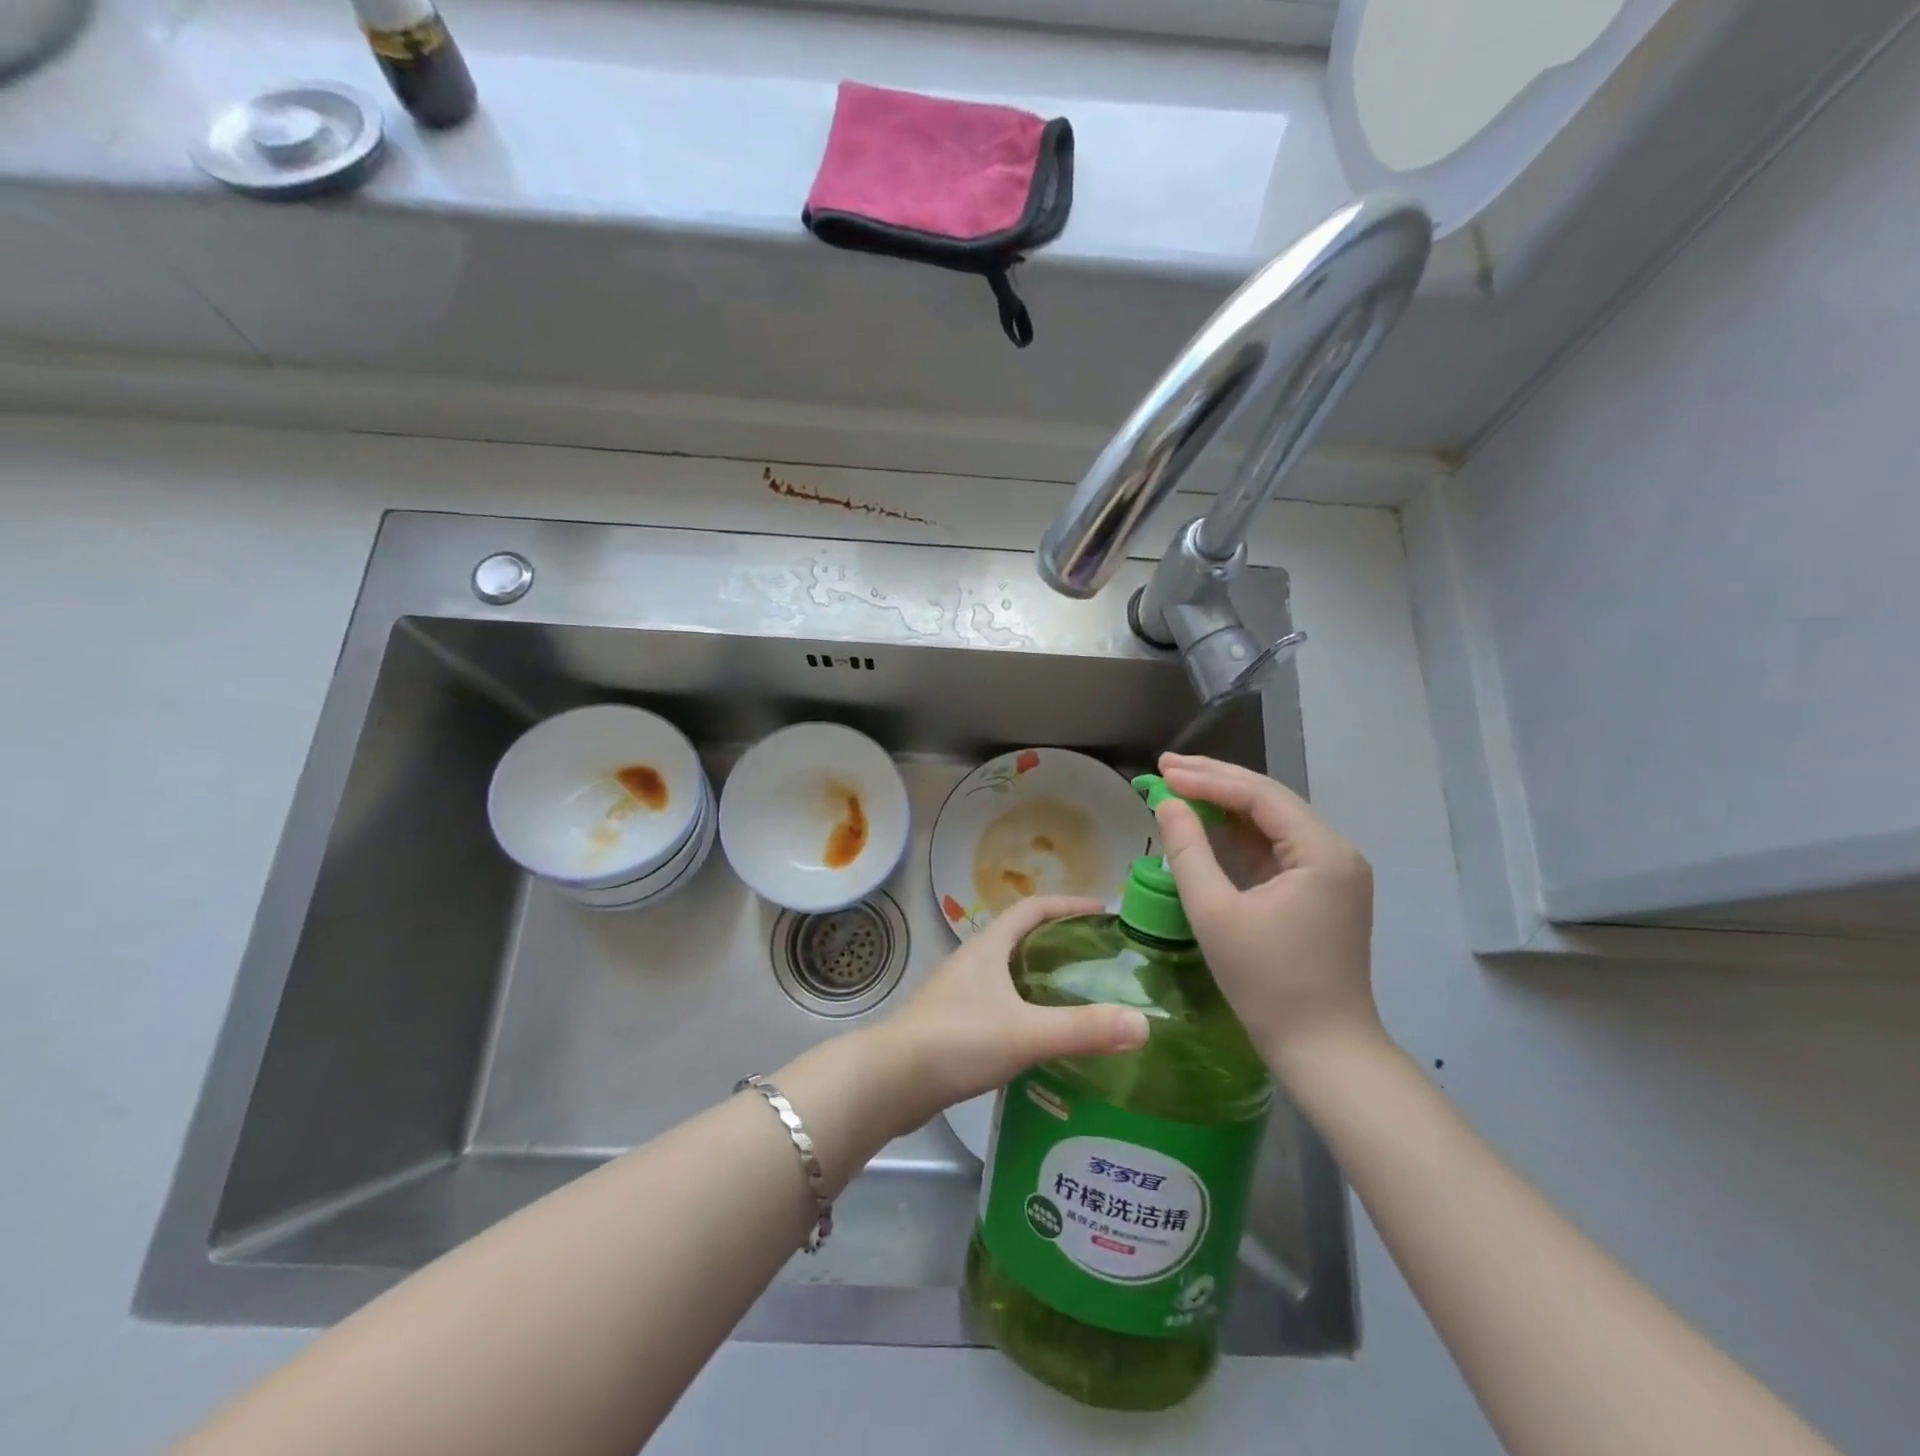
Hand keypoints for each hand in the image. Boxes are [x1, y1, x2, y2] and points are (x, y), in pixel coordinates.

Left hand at [879, 895, 1149, 1127]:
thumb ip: (1082, 1029)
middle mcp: (972, 962)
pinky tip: (1042, 1038)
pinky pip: (999, 1004)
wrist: (889, 1083)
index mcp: (988, 947)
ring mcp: (958, 994)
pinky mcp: (952, 1025)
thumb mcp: (1025, 1033)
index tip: (1103, 911)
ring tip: (1080, 997)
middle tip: (1100, 959)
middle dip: (1060, 941)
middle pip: (1021, 938)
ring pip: (1009, 973)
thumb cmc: (956, 1042)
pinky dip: (1025, 1009)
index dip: (1067, 904)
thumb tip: (1143, 1024)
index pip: (1031, 908)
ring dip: (1041, 977)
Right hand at [1151, 753, 1380, 1072]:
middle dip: (1216, 781)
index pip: (1260, 796)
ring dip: (1225, 805)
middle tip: (1166, 767)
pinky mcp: (1321, 891)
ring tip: (1179, 785)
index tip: (1163, 771)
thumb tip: (1168, 803)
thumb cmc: (1267, 982)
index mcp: (1322, 852)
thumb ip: (1188, 851)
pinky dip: (1238, 834)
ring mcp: (1332, 872)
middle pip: (1269, 800)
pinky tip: (1207, 823)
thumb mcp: (1215, 913)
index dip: (1208, 778)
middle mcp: (1335, 851)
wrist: (1323, 1049)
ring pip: (1272, 822)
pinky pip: (1275, 848)